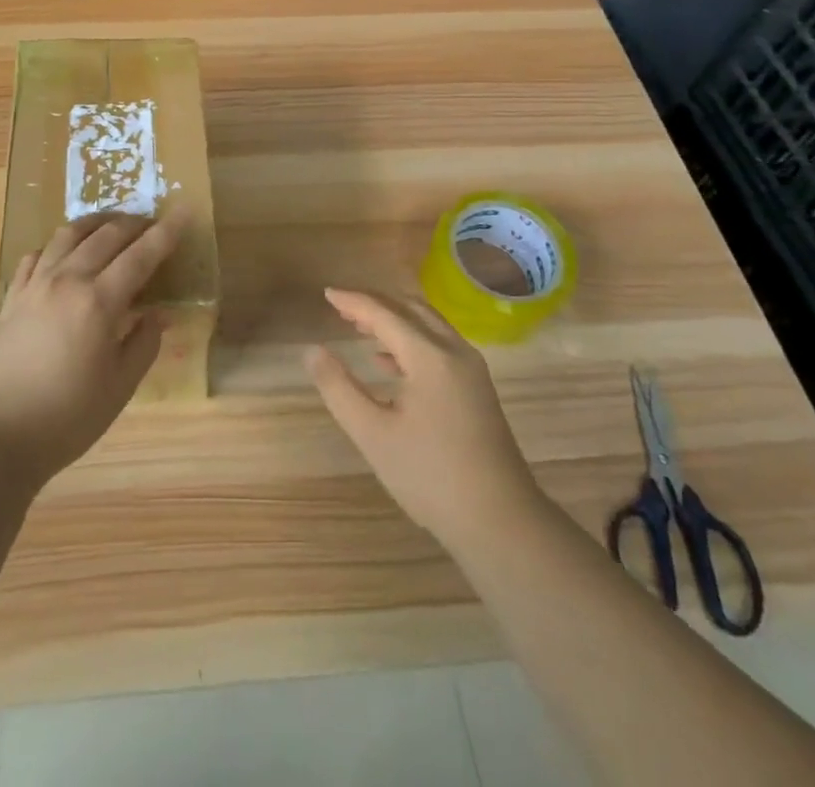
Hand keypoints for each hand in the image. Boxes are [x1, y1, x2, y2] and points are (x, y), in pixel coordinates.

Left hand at [0, 212, 183, 487]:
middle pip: (106, 236)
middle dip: (134, 224)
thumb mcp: (119, 387)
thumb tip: (157, 314)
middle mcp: (67, 281)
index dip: (166, 232)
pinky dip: (58, 245)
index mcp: (99, 301)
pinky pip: (37, 255)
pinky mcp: (11, 297)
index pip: (141, 255)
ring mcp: (35, 285)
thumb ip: (143, 344)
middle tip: (152, 224)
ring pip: (68, 235)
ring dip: (96, 223)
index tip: (184, 211)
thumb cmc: (66, 418)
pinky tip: (64, 252)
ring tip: (112, 225)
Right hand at [308, 288, 539, 546]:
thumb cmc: (430, 477)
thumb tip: (313, 351)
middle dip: (375, 304)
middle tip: (342, 308)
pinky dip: (411, 340)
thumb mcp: (373, 434)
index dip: (353, 301)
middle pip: (411, 309)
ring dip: (394, 320)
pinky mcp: (477, 388)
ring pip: (428, 325)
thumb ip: (339, 388)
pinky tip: (388, 362)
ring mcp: (471, 369)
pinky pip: (439, 345)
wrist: (501, 522)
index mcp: (430, 356)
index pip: (384, 313)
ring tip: (359, 327)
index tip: (326, 293)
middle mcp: (455, 351)